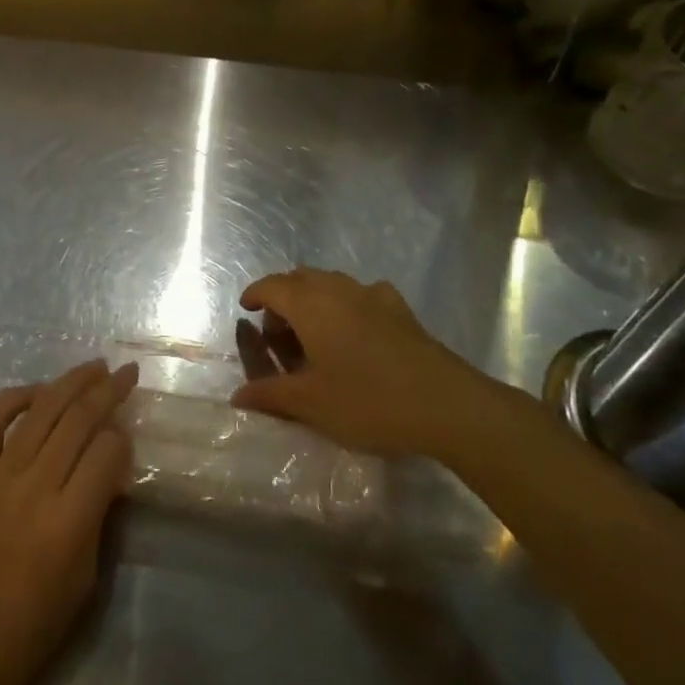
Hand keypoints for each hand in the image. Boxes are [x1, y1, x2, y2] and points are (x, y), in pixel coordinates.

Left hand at [0, 359, 136, 684]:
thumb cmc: (33, 626)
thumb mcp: (85, 579)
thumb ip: (99, 516)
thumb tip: (111, 467)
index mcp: (68, 523)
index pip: (107, 454)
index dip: (123, 439)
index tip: (128, 434)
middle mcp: (34, 488)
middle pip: (77, 421)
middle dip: (107, 391)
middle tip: (126, 372)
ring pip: (40, 411)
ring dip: (70, 382)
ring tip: (93, 366)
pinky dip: (13, 398)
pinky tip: (36, 391)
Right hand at [230, 268, 500, 458]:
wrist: (447, 405)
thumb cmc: (368, 400)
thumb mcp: (311, 404)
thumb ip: (271, 395)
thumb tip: (237, 395)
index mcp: (309, 304)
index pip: (271, 286)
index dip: (255, 294)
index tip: (246, 309)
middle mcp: (337, 289)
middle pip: (300, 278)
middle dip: (283, 297)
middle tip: (278, 332)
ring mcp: (372, 295)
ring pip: (331, 283)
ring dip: (314, 298)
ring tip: (314, 333)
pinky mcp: (400, 309)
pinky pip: (362, 294)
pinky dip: (348, 304)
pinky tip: (357, 329)